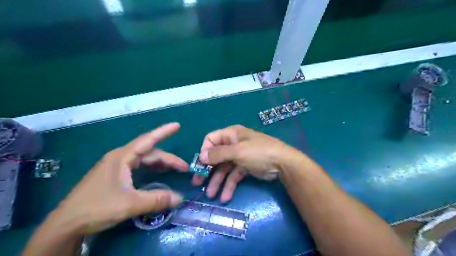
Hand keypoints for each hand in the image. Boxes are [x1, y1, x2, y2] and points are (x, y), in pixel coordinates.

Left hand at [54, 123, 188, 234]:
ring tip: (174, 169)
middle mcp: (120, 157)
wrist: (66, 224)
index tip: (177, 125)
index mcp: (122, 158)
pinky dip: (151, 168)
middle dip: (168, 159)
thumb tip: (180, 198)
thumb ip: (157, 199)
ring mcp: (116, 165)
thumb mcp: (130, 204)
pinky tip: (157, 173)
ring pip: (144, 159)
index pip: (147, 140)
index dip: (163, 132)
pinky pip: (138, 166)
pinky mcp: (114, 174)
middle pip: (149, 153)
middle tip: (183, 168)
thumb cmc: (97, 208)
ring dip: (160, 163)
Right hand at [191, 125, 299, 202]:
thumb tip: (201, 157)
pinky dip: (229, 185)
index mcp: (231, 135)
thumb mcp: (238, 151)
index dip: (205, 151)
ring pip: (224, 169)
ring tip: (211, 195)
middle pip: (216, 157)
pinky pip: (234, 176)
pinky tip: (225, 197)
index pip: (211, 139)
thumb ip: (218, 154)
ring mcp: (240, 156)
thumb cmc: (259, 152)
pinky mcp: (245, 167)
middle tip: (197, 183)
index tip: (201, 165)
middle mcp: (234, 144)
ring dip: (217, 182)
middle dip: (207, 170)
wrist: (284, 164)